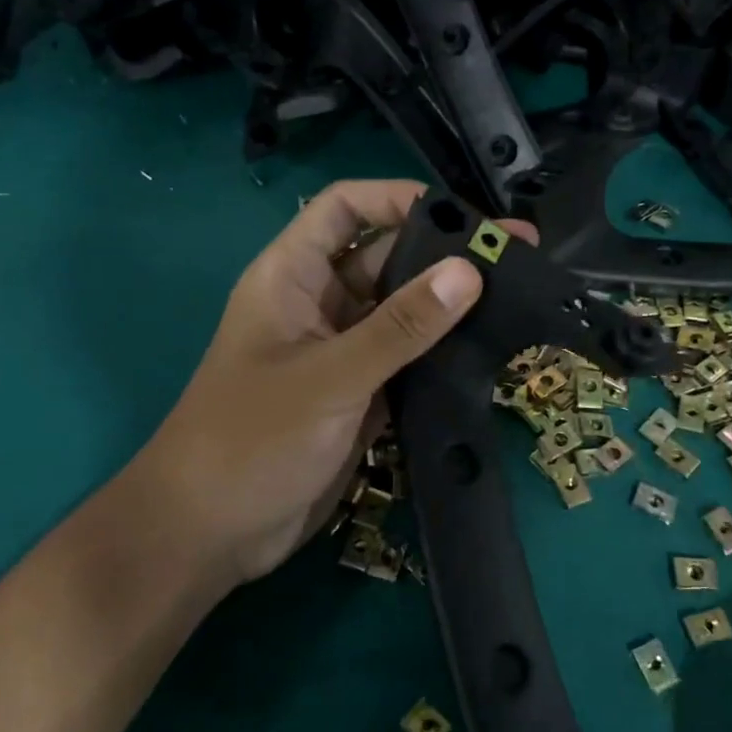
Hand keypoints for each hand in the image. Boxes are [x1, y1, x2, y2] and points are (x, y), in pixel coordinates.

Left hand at [126, 180, 524, 587]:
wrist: (213, 532)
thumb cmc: (252, 439)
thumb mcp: (331, 376)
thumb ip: (401, 326)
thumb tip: (469, 271)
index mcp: (292, 277)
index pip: (344, 209)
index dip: (396, 198)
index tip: (461, 215)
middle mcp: (319, 305)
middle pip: (385, 259)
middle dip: (444, 255)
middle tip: (516, 254)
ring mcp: (342, 352)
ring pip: (402, 313)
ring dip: (449, 306)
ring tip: (518, 296)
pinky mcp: (361, 395)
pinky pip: (407, 360)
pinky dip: (442, 354)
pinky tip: (491, 350)